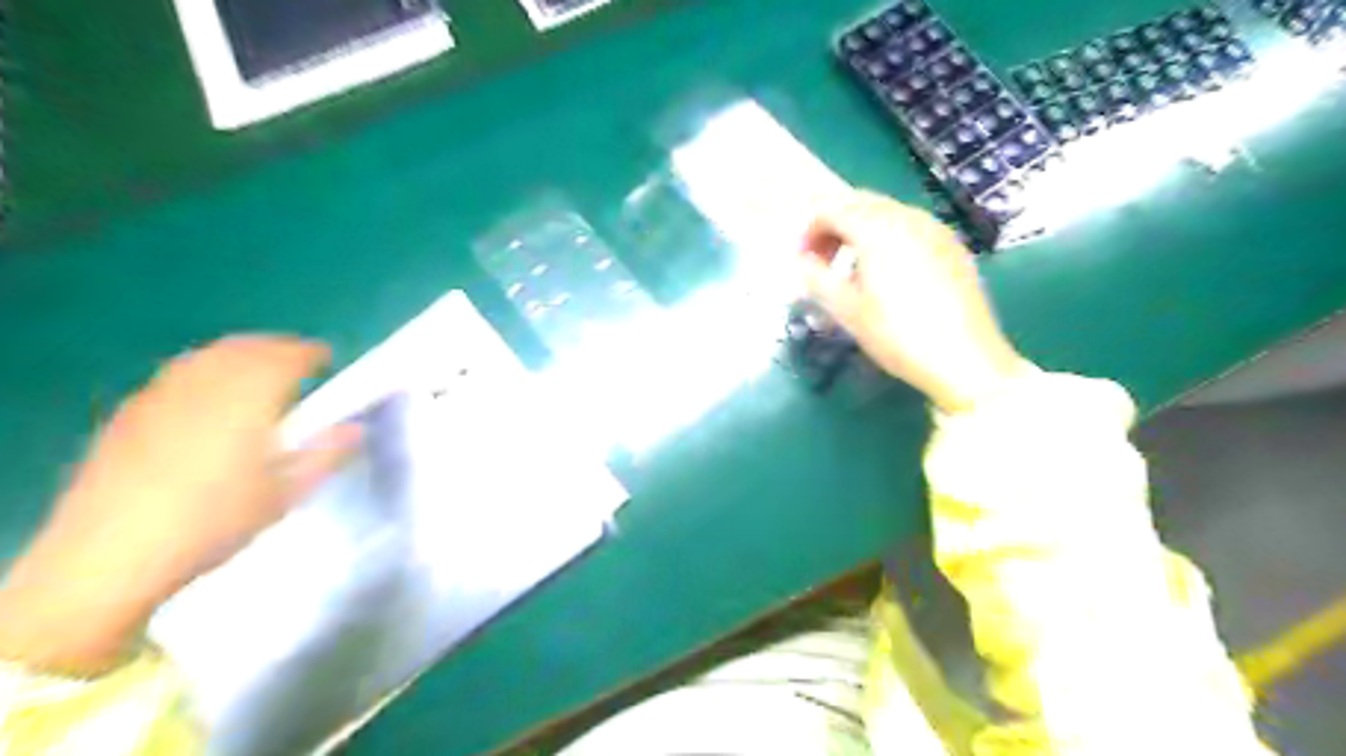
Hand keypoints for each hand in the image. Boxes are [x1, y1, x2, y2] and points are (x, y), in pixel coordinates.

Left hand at [0, 336, 358, 671]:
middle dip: (275, 348)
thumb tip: (355, 428)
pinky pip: (178, 375)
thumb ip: (325, 455)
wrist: (108, 557)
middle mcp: (203, 387)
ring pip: (207, 357)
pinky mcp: (129, 415)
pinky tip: (209, 400)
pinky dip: (205, 371)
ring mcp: (160, 397)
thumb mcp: (284, 496)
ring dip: (239, 355)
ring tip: (257, 374)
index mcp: (248, 401)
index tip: (327, 358)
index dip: (310, 353)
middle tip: (298, 362)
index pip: (285, 357)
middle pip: (244, 348)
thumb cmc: (212, 524)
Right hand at [798, 190, 1033, 413]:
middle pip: (860, 203)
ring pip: (887, 212)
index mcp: (878, 229)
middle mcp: (907, 217)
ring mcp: (935, 229)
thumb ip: (817, 279)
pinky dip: (888, 238)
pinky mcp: (952, 246)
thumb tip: (802, 262)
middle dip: (834, 227)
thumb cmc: (898, 335)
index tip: (803, 262)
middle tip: (822, 263)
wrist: (965, 359)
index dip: (810, 231)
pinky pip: (910, 227)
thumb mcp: (848, 311)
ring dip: (860, 231)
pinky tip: (888, 274)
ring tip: (852, 271)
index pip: (832, 210)